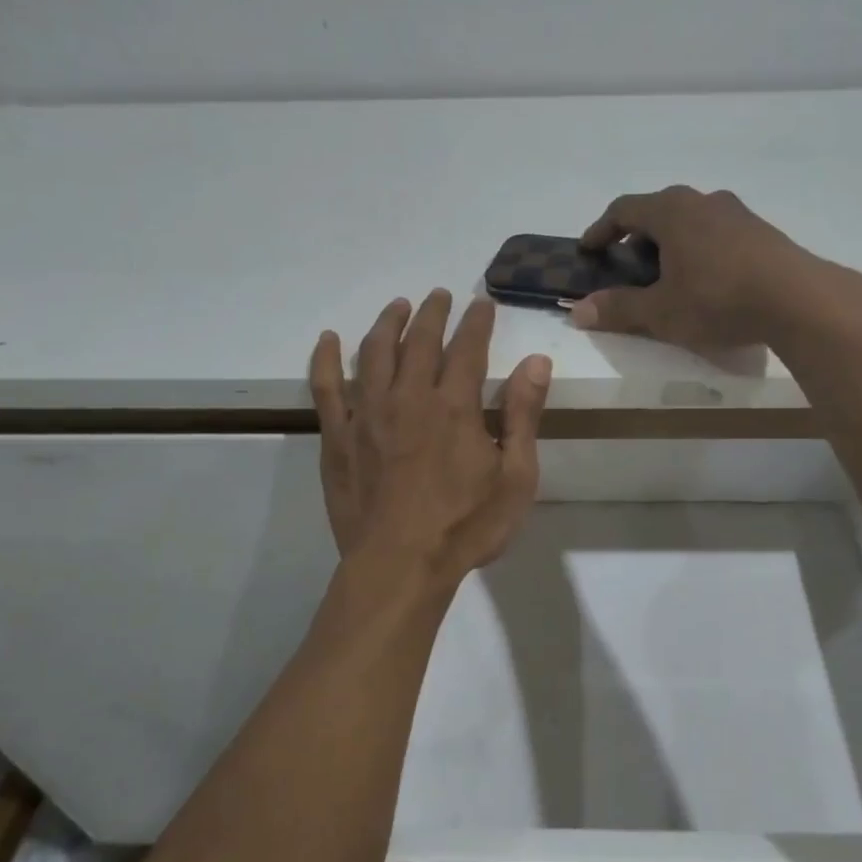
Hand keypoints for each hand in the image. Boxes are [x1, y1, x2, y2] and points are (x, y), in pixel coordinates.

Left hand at [310, 290, 551, 580]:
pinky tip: (328, 339)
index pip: (467, 347)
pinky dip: (325, 359)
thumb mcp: (515, 477)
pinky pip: (325, 387)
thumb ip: (524, 415)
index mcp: (454, 405)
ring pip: (373, 353)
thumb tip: (536, 362)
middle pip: (418, 340)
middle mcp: (408, 397)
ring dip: (387, 323)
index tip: (481, 303)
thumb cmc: (466, 526)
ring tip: (397, 306)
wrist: (399, 566)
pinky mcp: (337, 437)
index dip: (476, 321)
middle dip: (431, 313)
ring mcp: (366, 414)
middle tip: (438, 295)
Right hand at [569, 186, 861, 348]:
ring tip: (667, 278)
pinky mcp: (762, 231)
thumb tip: (579, 311)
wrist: (799, 300)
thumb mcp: (661, 312)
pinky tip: (706, 282)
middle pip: (658, 211)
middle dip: (637, 239)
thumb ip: (619, 308)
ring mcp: (737, 213)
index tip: (588, 250)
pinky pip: (716, 233)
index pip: (624, 209)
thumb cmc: (718, 300)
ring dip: (670, 244)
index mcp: (672, 210)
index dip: (601, 230)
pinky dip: (698, 250)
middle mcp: (703, 201)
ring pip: (690, 221)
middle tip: (628, 268)